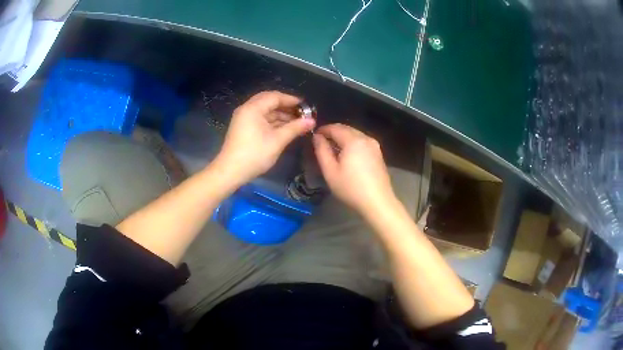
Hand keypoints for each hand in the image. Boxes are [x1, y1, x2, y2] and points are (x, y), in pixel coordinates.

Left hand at [214, 91, 314, 184]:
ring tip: (297, 122)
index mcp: (253, 108)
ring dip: (280, 114)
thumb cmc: (254, 154)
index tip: (306, 106)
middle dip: (286, 106)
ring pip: (265, 110)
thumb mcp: (277, 141)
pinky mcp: (243, 127)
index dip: (292, 100)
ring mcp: (244, 118)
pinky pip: (260, 118)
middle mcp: (247, 109)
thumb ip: (295, 128)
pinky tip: (285, 128)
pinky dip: (273, 121)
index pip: (275, 97)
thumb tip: (312, 121)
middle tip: (302, 113)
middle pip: (269, 101)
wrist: (230, 172)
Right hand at [313, 124, 395, 215]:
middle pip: (346, 129)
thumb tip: (317, 137)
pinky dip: (352, 143)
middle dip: (333, 132)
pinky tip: (347, 155)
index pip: (335, 127)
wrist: (377, 202)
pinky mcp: (378, 153)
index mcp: (353, 140)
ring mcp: (374, 145)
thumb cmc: (351, 188)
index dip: (323, 130)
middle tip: (322, 142)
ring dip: (343, 137)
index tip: (313, 136)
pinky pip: (362, 142)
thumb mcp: (330, 171)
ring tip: (333, 149)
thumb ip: (322, 151)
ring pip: (355, 134)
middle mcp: (365, 138)